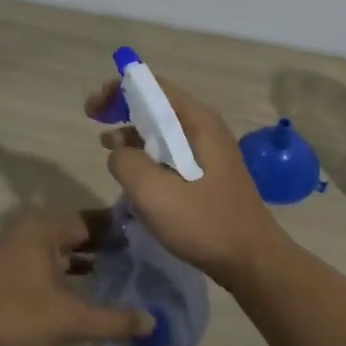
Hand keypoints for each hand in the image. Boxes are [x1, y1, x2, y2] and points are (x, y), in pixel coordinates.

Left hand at [0, 211, 153, 345]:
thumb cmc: (13, 317)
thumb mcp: (70, 320)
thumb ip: (113, 320)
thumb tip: (152, 322)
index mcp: (43, 228)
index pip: (91, 220)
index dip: (118, 230)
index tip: (145, 240)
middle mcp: (25, 230)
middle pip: (72, 232)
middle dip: (100, 245)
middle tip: (133, 258)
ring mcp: (7, 251)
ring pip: (53, 249)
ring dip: (78, 260)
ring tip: (110, 274)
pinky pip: (38, 264)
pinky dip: (59, 272)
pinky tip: (73, 292)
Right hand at [85, 75, 286, 290]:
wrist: (251, 260)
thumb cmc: (204, 222)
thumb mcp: (154, 193)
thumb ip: (126, 162)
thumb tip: (118, 151)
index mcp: (197, 121)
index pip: (154, 86)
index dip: (119, 90)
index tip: (93, 110)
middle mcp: (205, 127)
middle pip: (158, 104)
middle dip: (123, 108)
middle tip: (94, 122)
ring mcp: (209, 150)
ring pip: (163, 129)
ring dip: (133, 133)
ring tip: (107, 148)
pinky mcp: (207, 172)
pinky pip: (171, 151)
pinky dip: (147, 153)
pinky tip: (132, 174)